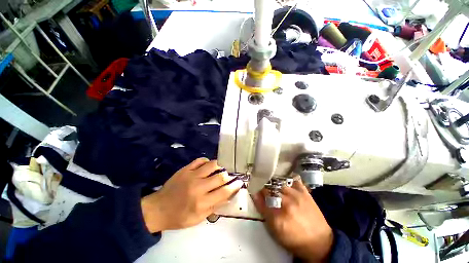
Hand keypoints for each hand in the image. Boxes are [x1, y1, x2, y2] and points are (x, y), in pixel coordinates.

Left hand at [141, 158, 242, 232]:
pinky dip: (207, 161)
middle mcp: (198, 187)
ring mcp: (191, 176)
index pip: (224, 191)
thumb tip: (228, 195)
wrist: (158, 209)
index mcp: (202, 202)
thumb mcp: (198, 218)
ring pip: (212, 165)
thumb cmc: (179, 217)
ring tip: (221, 169)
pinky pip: (200, 160)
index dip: (234, 186)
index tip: (239, 182)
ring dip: (220, 166)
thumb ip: (215, 206)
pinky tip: (208, 165)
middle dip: (228, 175)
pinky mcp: (185, 169)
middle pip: (220, 176)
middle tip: (230, 175)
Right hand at [253, 180, 333, 262]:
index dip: (256, 191)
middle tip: (263, 188)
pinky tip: (286, 183)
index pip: (261, 197)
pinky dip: (288, 180)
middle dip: (264, 186)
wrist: (319, 243)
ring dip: (274, 183)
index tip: (254, 189)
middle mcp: (286, 203)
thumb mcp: (275, 231)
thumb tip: (255, 195)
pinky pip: (294, 180)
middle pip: (269, 188)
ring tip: (274, 186)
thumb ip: (263, 211)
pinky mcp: (305, 192)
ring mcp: (297, 195)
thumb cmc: (294, 239)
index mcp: (277, 216)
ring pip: (279, 182)